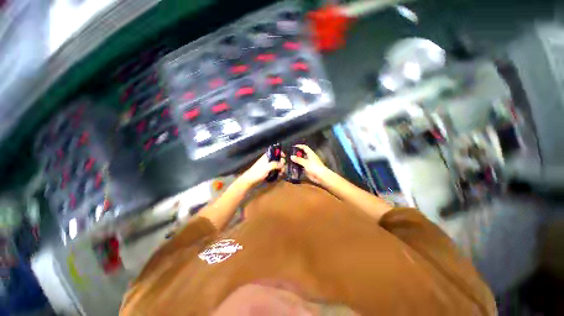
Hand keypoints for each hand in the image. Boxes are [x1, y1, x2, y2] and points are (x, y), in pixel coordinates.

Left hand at [238, 153, 285, 186]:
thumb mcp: (267, 167)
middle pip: (277, 159)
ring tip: (281, 173)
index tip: (284, 156)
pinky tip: (279, 175)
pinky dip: (278, 172)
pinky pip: (275, 170)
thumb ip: (275, 164)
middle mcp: (268, 160)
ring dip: (280, 168)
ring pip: (277, 165)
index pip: (275, 151)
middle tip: (282, 168)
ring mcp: (268, 166)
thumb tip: (283, 163)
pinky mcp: (268, 171)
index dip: (280, 152)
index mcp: (267, 156)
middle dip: (282, 163)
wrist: (250, 180)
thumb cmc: (257, 172)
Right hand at [290, 145, 329, 183]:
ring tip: (290, 161)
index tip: (293, 146)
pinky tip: (293, 168)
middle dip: (297, 154)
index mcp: (310, 154)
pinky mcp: (308, 169)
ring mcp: (309, 164)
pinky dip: (298, 167)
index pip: (305, 147)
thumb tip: (291, 156)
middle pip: (303, 154)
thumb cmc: (314, 167)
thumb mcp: (305, 163)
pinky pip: (302, 167)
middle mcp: (310, 158)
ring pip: (302, 161)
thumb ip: (298, 160)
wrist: (321, 176)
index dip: (299, 146)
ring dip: (297, 161)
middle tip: (290, 155)